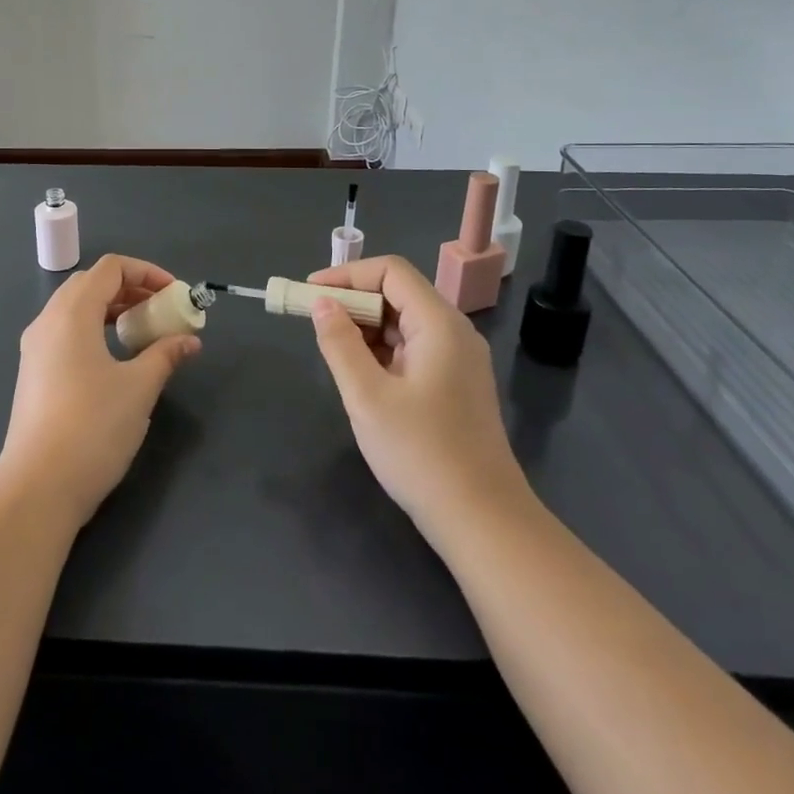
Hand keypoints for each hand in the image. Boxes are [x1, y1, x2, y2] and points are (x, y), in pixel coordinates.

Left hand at [0, 255, 200, 528]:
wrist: (37, 488)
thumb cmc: (93, 427)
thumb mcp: (139, 388)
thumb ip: (166, 355)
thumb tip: (190, 340)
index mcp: (72, 312)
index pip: (111, 268)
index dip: (147, 272)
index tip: (174, 295)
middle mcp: (48, 320)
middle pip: (91, 283)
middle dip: (130, 289)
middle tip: (160, 311)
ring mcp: (35, 348)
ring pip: (76, 308)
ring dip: (111, 309)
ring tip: (141, 334)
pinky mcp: (33, 373)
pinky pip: (65, 332)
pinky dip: (93, 330)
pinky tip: (114, 360)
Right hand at [306, 256, 529, 543]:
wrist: (483, 521)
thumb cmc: (421, 453)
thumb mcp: (367, 396)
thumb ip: (340, 343)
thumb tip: (322, 304)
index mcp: (439, 324)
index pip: (391, 271)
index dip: (347, 274)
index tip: (311, 293)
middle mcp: (454, 332)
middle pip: (398, 294)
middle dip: (353, 301)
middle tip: (313, 321)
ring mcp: (458, 360)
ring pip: (404, 323)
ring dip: (365, 327)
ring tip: (331, 349)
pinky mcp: (455, 385)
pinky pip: (413, 349)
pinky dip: (382, 350)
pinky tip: (360, 374)